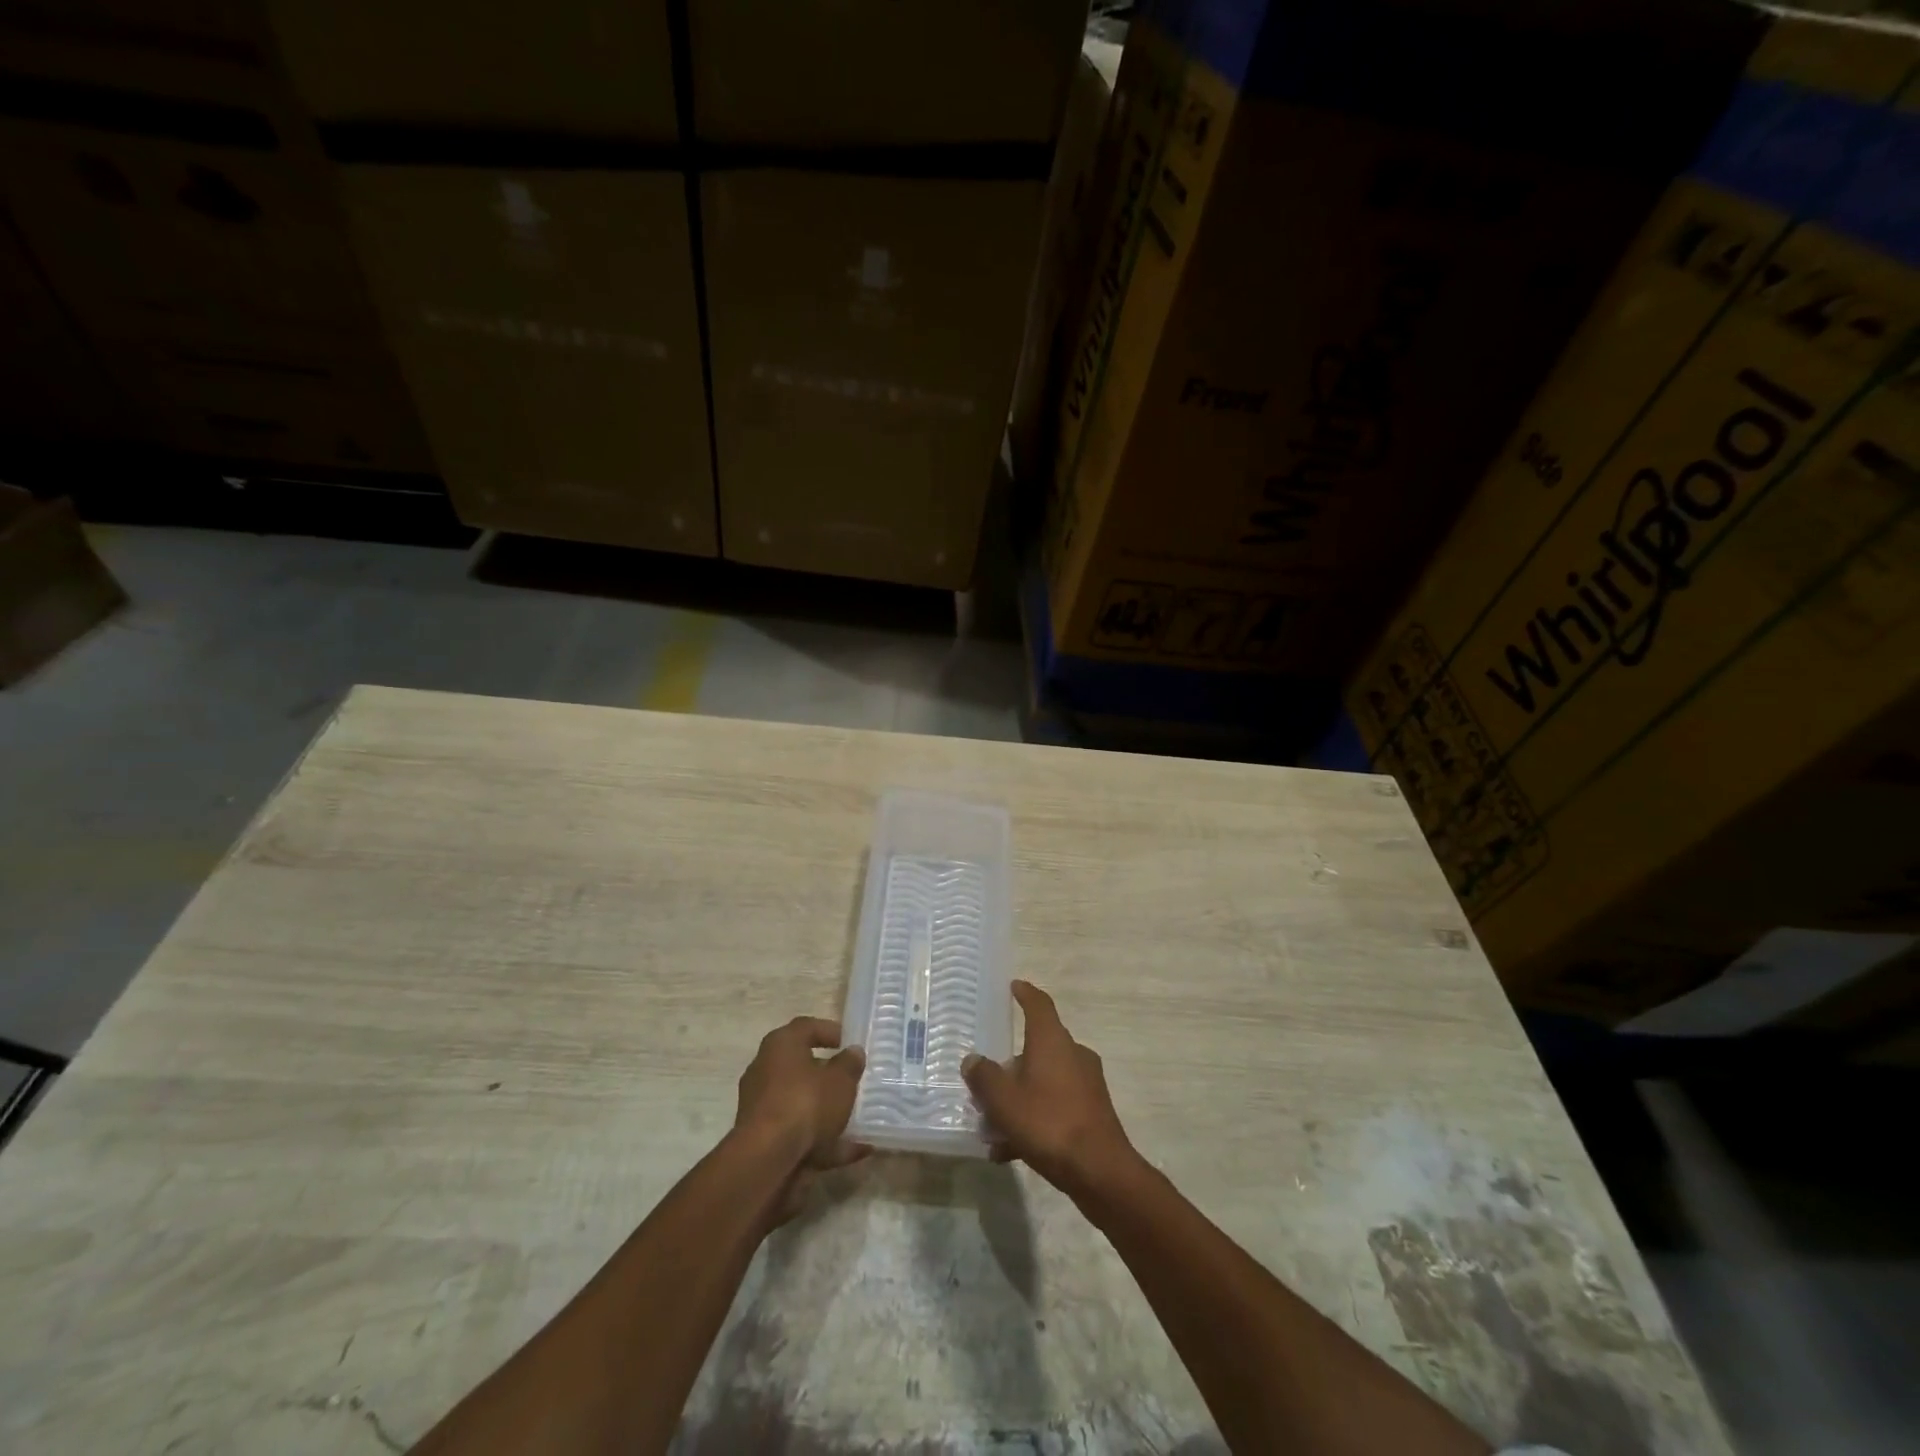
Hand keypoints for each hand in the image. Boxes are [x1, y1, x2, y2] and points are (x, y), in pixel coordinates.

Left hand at [734, 1016, 868, 1221]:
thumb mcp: (840, 1080)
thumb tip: (853, 1052)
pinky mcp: (765, 1140)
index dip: (830, 1031)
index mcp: (780, 1045)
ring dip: (827, 1110)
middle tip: (853, 1080)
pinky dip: (826, 1141)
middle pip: (801, 1066)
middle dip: (828, 1075)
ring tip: (859, 1118)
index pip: (806, 1027)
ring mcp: (762, 1107)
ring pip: (801, 1103)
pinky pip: (801, 1133)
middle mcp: (766, 1070)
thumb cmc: (805, 1103)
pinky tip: (856, 1149)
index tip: (850, 1043)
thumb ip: (849, 1064)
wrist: (767, 1160)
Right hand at [963, 981, 1138, 1201]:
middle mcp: (1073, 1054)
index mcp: (1052, 1040)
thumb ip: (984, 1077)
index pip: (1039, 1004)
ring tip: (991, 1127)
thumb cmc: (1048, 1123)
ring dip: (1018, 1098)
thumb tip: (973, 1060)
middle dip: (1010, 1066)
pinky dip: (1033, 1119)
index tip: (1014, 986)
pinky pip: (1055, 1106)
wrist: (1100, 1172)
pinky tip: (1010, 1150)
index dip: (1025, 993)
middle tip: (986, 1083)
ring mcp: (1086, 1083)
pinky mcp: (1092, 1112)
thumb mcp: (1003, 1100)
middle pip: (1037, 1048)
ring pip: (1044, 1081)